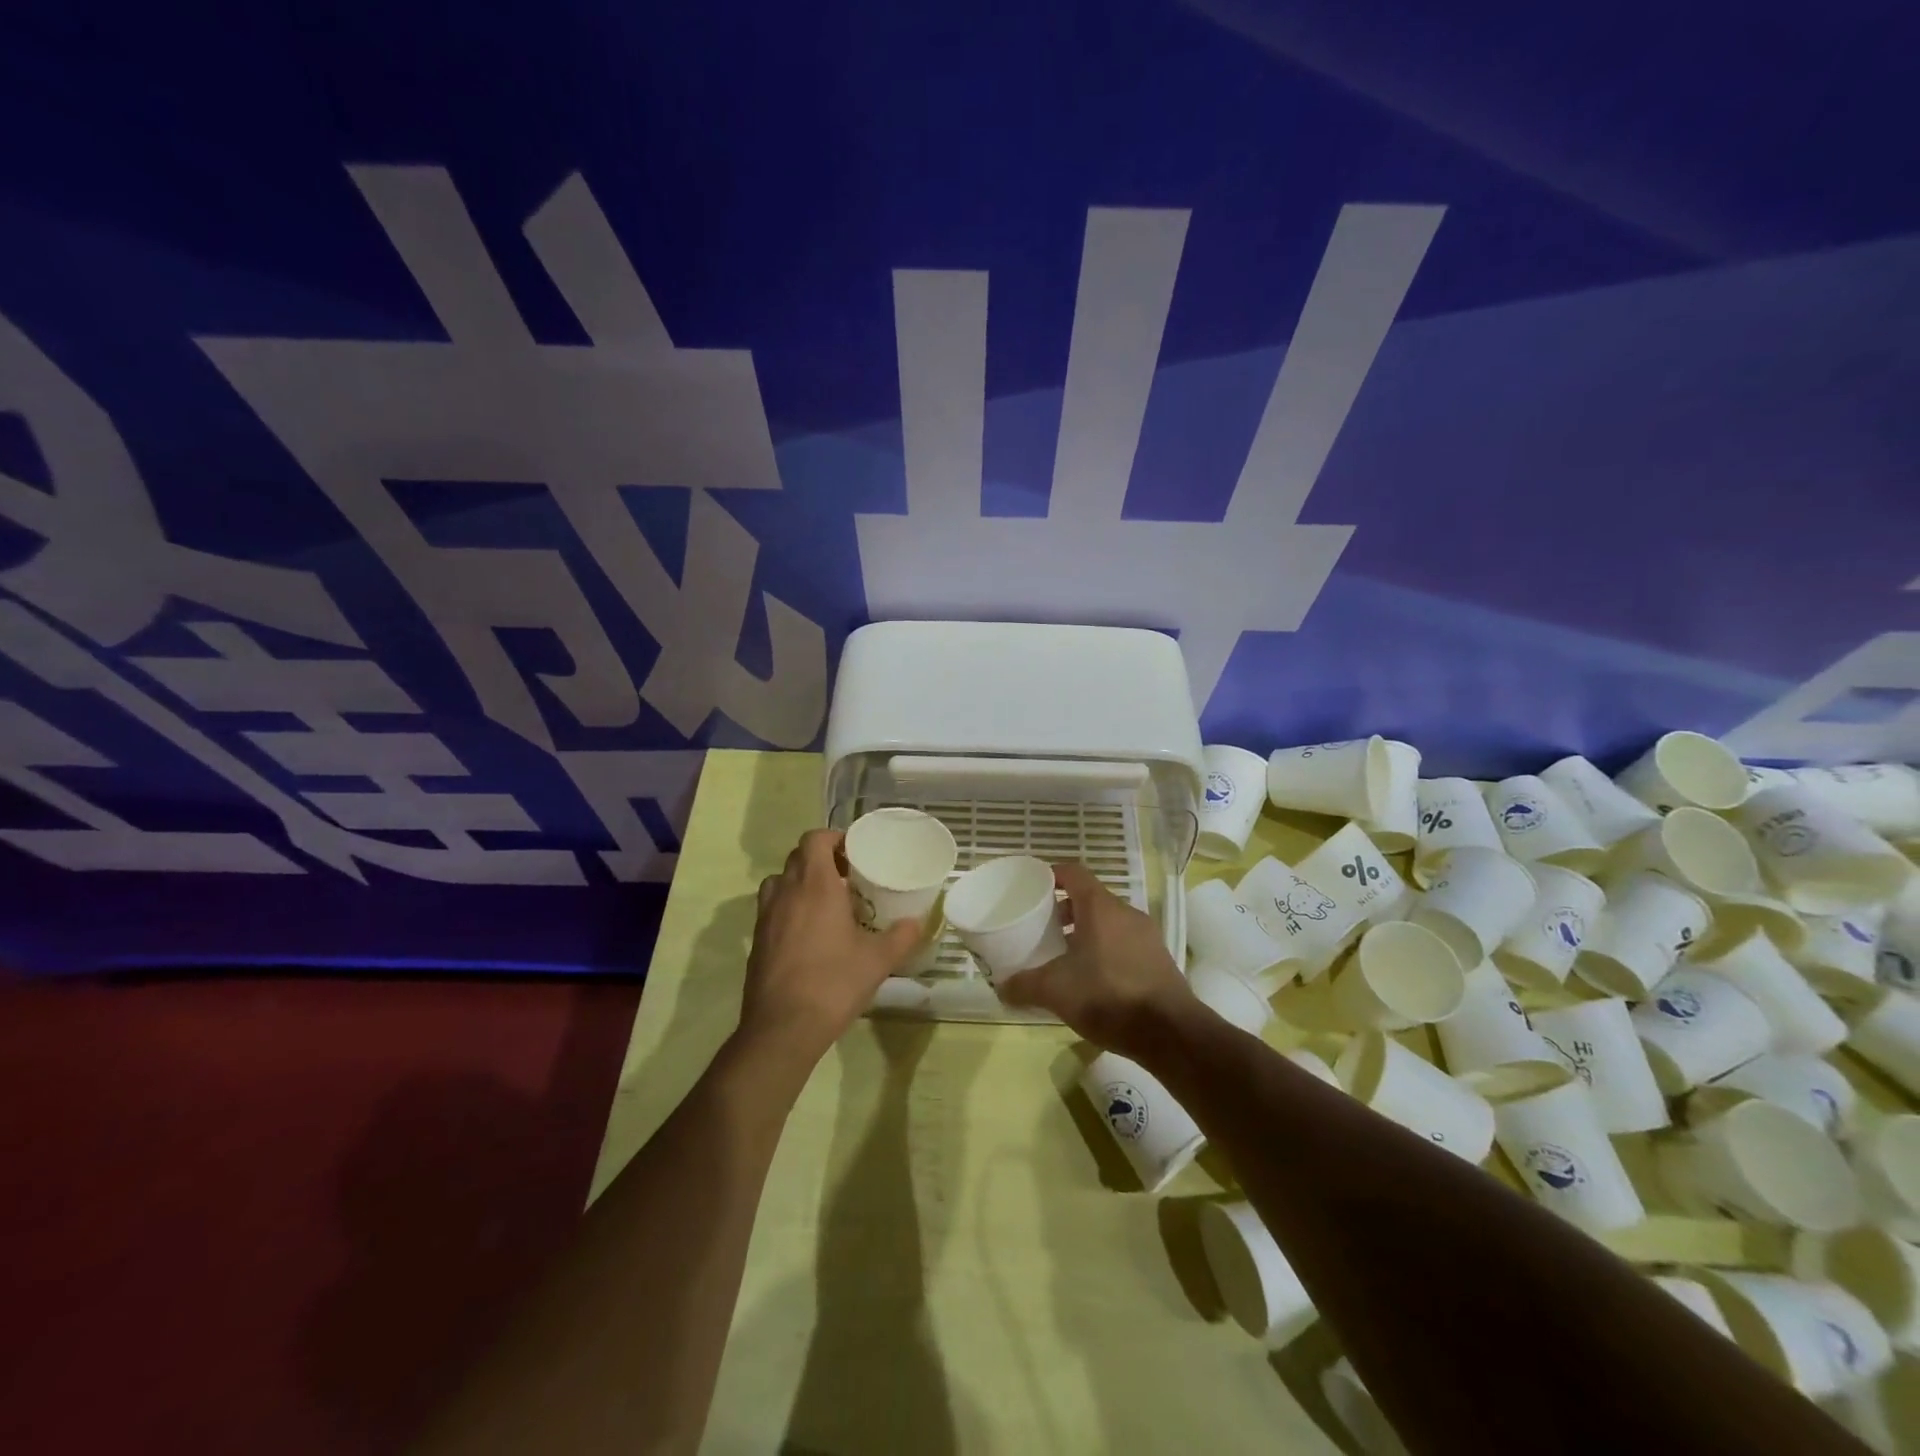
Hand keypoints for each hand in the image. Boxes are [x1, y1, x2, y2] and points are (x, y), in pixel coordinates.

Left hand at [738, 829, 923, 1062]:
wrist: (783, 1028)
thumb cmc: (833, 983)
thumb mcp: (878, 960)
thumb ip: (901, 936)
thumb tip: (917, 923)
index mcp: (815, 885)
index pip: (814, 839)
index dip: (833, 838)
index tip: (854, 852)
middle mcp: (786, 892)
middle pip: (797, 857)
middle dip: (821, 859)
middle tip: (847, 876)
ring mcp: (766, 916)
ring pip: (780, 882)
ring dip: (800, 881)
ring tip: (825, 901)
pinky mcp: (757, 940)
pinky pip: (772, 908)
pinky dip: (789, 907)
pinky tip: (810, 933)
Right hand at [997, 862, 1196, 1061]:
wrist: (1170, 1032)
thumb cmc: (1108, 996)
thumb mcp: (1056, 991)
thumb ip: (1024, 985)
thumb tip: (1000, 987)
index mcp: (1101, 908)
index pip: (1074, 873)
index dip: (1053, 875)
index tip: (1034, 887)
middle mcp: (1126, 913)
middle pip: (1091, 899)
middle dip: (1065, 910)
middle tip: (1043, 928)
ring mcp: (1146, 936)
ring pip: (1109, 922)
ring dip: (1086, 932)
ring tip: (1065, 956)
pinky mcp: (1159, 959)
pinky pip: (1124, 943)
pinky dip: (1105, 950)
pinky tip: (1093, 979)